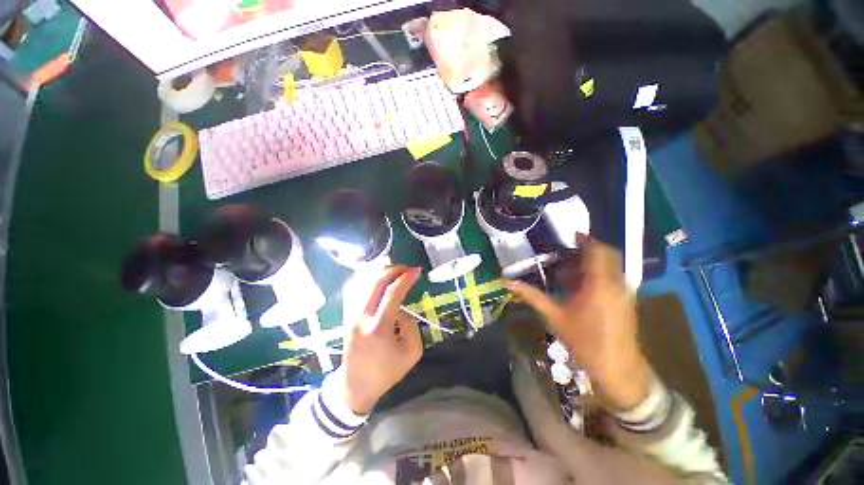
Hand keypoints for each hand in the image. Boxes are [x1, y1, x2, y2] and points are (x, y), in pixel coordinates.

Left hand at [335, 265, 422, 414]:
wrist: (356, 386)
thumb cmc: (387, 372)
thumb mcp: (412, 352)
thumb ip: (411, 325)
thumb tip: (401, 309)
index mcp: (379, 327)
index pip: (393, 293)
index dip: (406, 278)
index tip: (417, 270)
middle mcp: (362, 317)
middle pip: (376, 282)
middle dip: (393, 270)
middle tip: (406, 268)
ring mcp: (351, 315)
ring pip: (363, 283)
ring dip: (380, 272)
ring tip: (395, 271)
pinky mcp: (347, 316)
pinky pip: (356, 290)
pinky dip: (368, 279)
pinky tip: (378, 277)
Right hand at [505, 236, 650, 410]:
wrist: (618, 368)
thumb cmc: (584, 342)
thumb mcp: (554, 317)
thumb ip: (532, 296)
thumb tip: (507, 282)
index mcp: (598, 285)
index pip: (596, 251)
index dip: (585, 240)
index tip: (570, 235)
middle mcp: (615, 283)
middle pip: (608, 254)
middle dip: (590, 247)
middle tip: (569, 249)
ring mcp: (624, 292)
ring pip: (613, 265)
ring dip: (595, 260)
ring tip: (573, 265)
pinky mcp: (627, 300)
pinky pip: (614, 276)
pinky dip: (601, 271)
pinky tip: (584, 283)